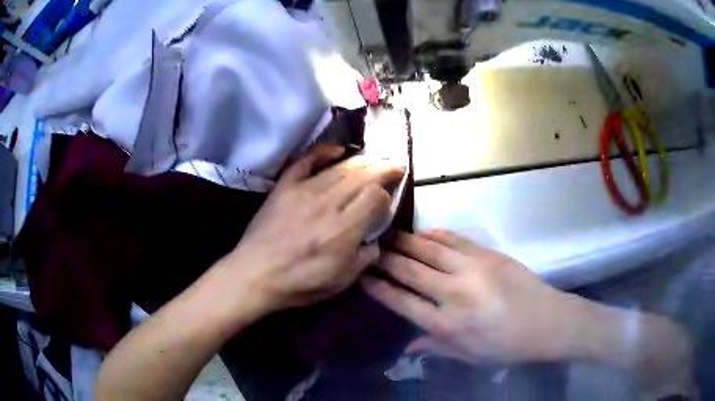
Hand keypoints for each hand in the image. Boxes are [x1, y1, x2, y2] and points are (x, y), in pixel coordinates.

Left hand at [218, 145, 404, 314]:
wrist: (255, 275)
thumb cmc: (299, 283)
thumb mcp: (341, 281)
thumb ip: (365, 258)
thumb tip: (375, 240)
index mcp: (343, 230)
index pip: (374, 196)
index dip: (386, 195)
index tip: (387, 201)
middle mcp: (327, 204)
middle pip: (362, 175)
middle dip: (384, 167)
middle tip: (396, 164)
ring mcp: (304, 191)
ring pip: (340, 167)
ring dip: (363, 160)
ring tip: (376, 158)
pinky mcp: (285, 187)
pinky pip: (306, 161)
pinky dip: (323, 152)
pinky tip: (338, 150)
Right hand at [361, 230, 584, 363]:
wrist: (547, 322)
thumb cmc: (506, 346)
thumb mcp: (468, 356)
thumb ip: (435, 348)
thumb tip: (406, 348)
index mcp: (447, 325)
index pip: (402, 301)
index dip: (378, 288)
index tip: (362, 276)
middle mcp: (454, 293)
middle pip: (410, 270)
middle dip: (385, 258)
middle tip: (367, 247)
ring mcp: (472, 269)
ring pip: (428, 249)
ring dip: (405, 241)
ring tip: (387, 234)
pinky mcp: (487, 254)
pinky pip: (453, 239)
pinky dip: (434, 235)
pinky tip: (422, 233)